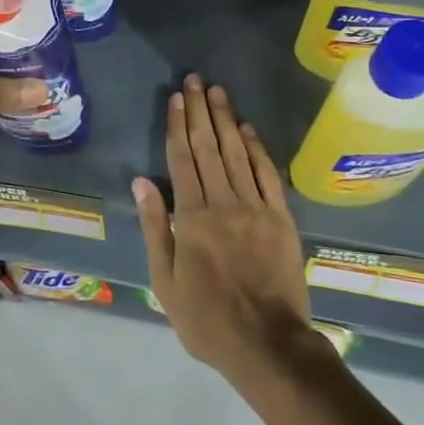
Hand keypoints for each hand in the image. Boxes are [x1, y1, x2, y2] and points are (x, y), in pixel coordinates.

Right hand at [134, 74, 318, 387]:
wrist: (268, 344)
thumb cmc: (207, 319)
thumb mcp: (165, 281)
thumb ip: (155, 227)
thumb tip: (142, 181)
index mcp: (191, 217)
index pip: (182, 159)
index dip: (178, 125)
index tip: (175, 98)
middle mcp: (223, 202)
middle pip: (208, 147)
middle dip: (199, 111)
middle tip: (194, 80)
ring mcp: (256, 207)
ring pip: (237, 153)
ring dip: (226, 119)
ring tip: (217, 91)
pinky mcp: (281, 218)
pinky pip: (267, 174)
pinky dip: (257, 148)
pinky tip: (248, 128)